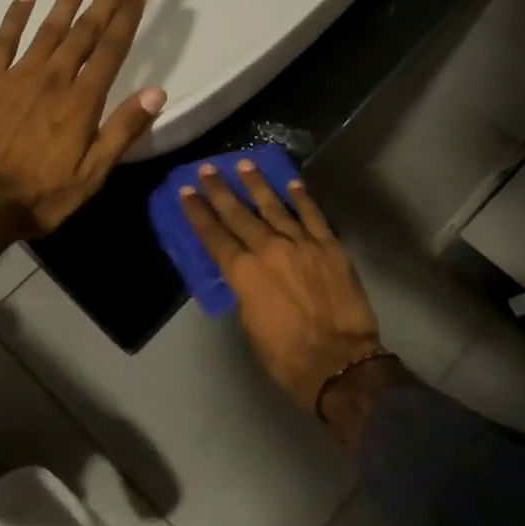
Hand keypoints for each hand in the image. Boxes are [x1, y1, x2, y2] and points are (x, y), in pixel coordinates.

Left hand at [0, 0, 165, 277]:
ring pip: (49, 28)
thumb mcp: (90, 175)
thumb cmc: (37, 197)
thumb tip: (156, 92)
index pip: (111, 51)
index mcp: (81, 103)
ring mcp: (17, 76)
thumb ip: (122, 132)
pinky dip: (16, 15)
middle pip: (85, 31)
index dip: (127, 19)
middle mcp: (53, 79)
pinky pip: (3, 40)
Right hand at [179, 162, 384, 410]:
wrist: (338, 361)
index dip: (198, 213)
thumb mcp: (250, 324)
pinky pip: (313, 215)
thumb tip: (245, 273)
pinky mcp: (330, 246)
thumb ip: (245, 290)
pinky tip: (293, 182)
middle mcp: (269, 249)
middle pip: (239, 214)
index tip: (186, 192)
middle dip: (220, 191)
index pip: (214, 236)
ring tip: (244, 164)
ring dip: (257, 185)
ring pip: (275, 206)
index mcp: (244, 273)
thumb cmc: (286, 354)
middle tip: (207, 169)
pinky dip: (302, 198)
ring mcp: (302, 243)